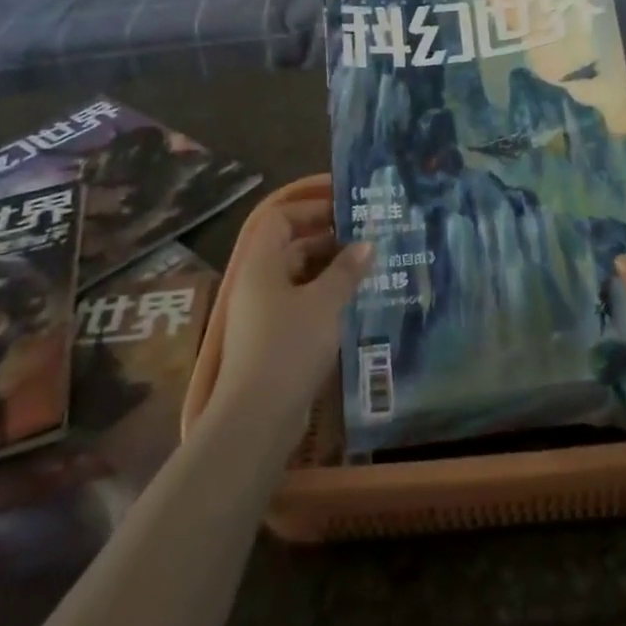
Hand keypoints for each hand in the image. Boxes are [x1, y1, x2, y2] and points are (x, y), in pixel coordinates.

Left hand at [211, 196, 370, 435]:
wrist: (257, 417)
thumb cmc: (289, 346)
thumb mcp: (325, 302)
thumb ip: (346, 270)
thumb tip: (367, 244)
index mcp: (261, 264)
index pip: (280, 218)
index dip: (311, 208)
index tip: (345, 207)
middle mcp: (257, 283)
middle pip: (291, 247)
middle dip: (328, 241)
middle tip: (368, 238)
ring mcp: (262, 315)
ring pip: (298, 279)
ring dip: (330, 272)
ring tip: (368, 269)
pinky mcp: (271, 342)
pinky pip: (300, 306)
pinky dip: (324, 300)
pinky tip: (353, 305)